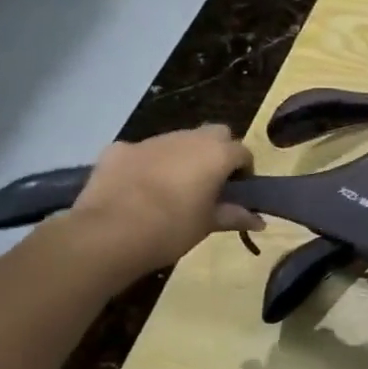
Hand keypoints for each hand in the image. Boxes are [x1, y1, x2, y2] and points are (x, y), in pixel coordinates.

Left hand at [60, 125, 263, 280]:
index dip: (244, 170)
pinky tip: (137, 188)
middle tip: (210, 182)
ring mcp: (151, 141)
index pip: (243, 152)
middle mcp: (188, 138)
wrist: (108, 234)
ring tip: (172, 187)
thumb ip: (235, 216)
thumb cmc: (171, 229)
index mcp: (216, 154)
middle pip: (214, 134)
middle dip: (217, 151)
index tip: (238, 191)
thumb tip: (260, 221)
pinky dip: (146, 164)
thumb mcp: (208, 225)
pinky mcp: (119, 149)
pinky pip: (142, 152)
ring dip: (182, 156)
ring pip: (177, 140)